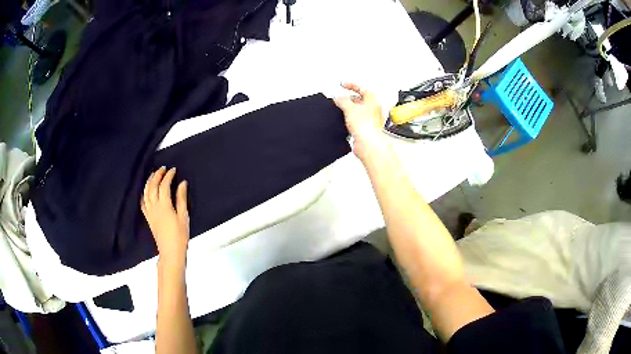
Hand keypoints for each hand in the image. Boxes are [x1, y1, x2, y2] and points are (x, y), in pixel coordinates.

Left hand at [141, 167, 189, 263]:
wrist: (170, 252)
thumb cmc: (180, 236)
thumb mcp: (184, 216)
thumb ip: (181, 199)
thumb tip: (182, 183)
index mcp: (164, 205)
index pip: (164, 185)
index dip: (168, 176)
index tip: (173, 169)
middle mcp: (154, 206)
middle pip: (153, 186)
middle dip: (157, 175)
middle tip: (163, 168)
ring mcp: (150, 212)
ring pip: (146, 193)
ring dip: (149, 182)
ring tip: (153, 175)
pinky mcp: (148, 218)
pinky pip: (142, 203)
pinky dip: (143, 194)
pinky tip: (145, 191)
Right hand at [333, 83, 387, 160]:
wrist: (368, 144)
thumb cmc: (366, 126)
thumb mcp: (349, 108)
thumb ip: (342, 100)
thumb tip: (337, 98)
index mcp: (373, 101)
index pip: (362, 88)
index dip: (351, 85)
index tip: (343, 85)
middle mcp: (373, 110)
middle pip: (360, 100)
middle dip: (349, 99)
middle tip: (340, 100)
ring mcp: (370, 120)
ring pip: (358, 111)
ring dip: (349, 110)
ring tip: (342, 110)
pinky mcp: (366, 129)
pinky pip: (357, 121)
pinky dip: (350, 120)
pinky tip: (346, 122)